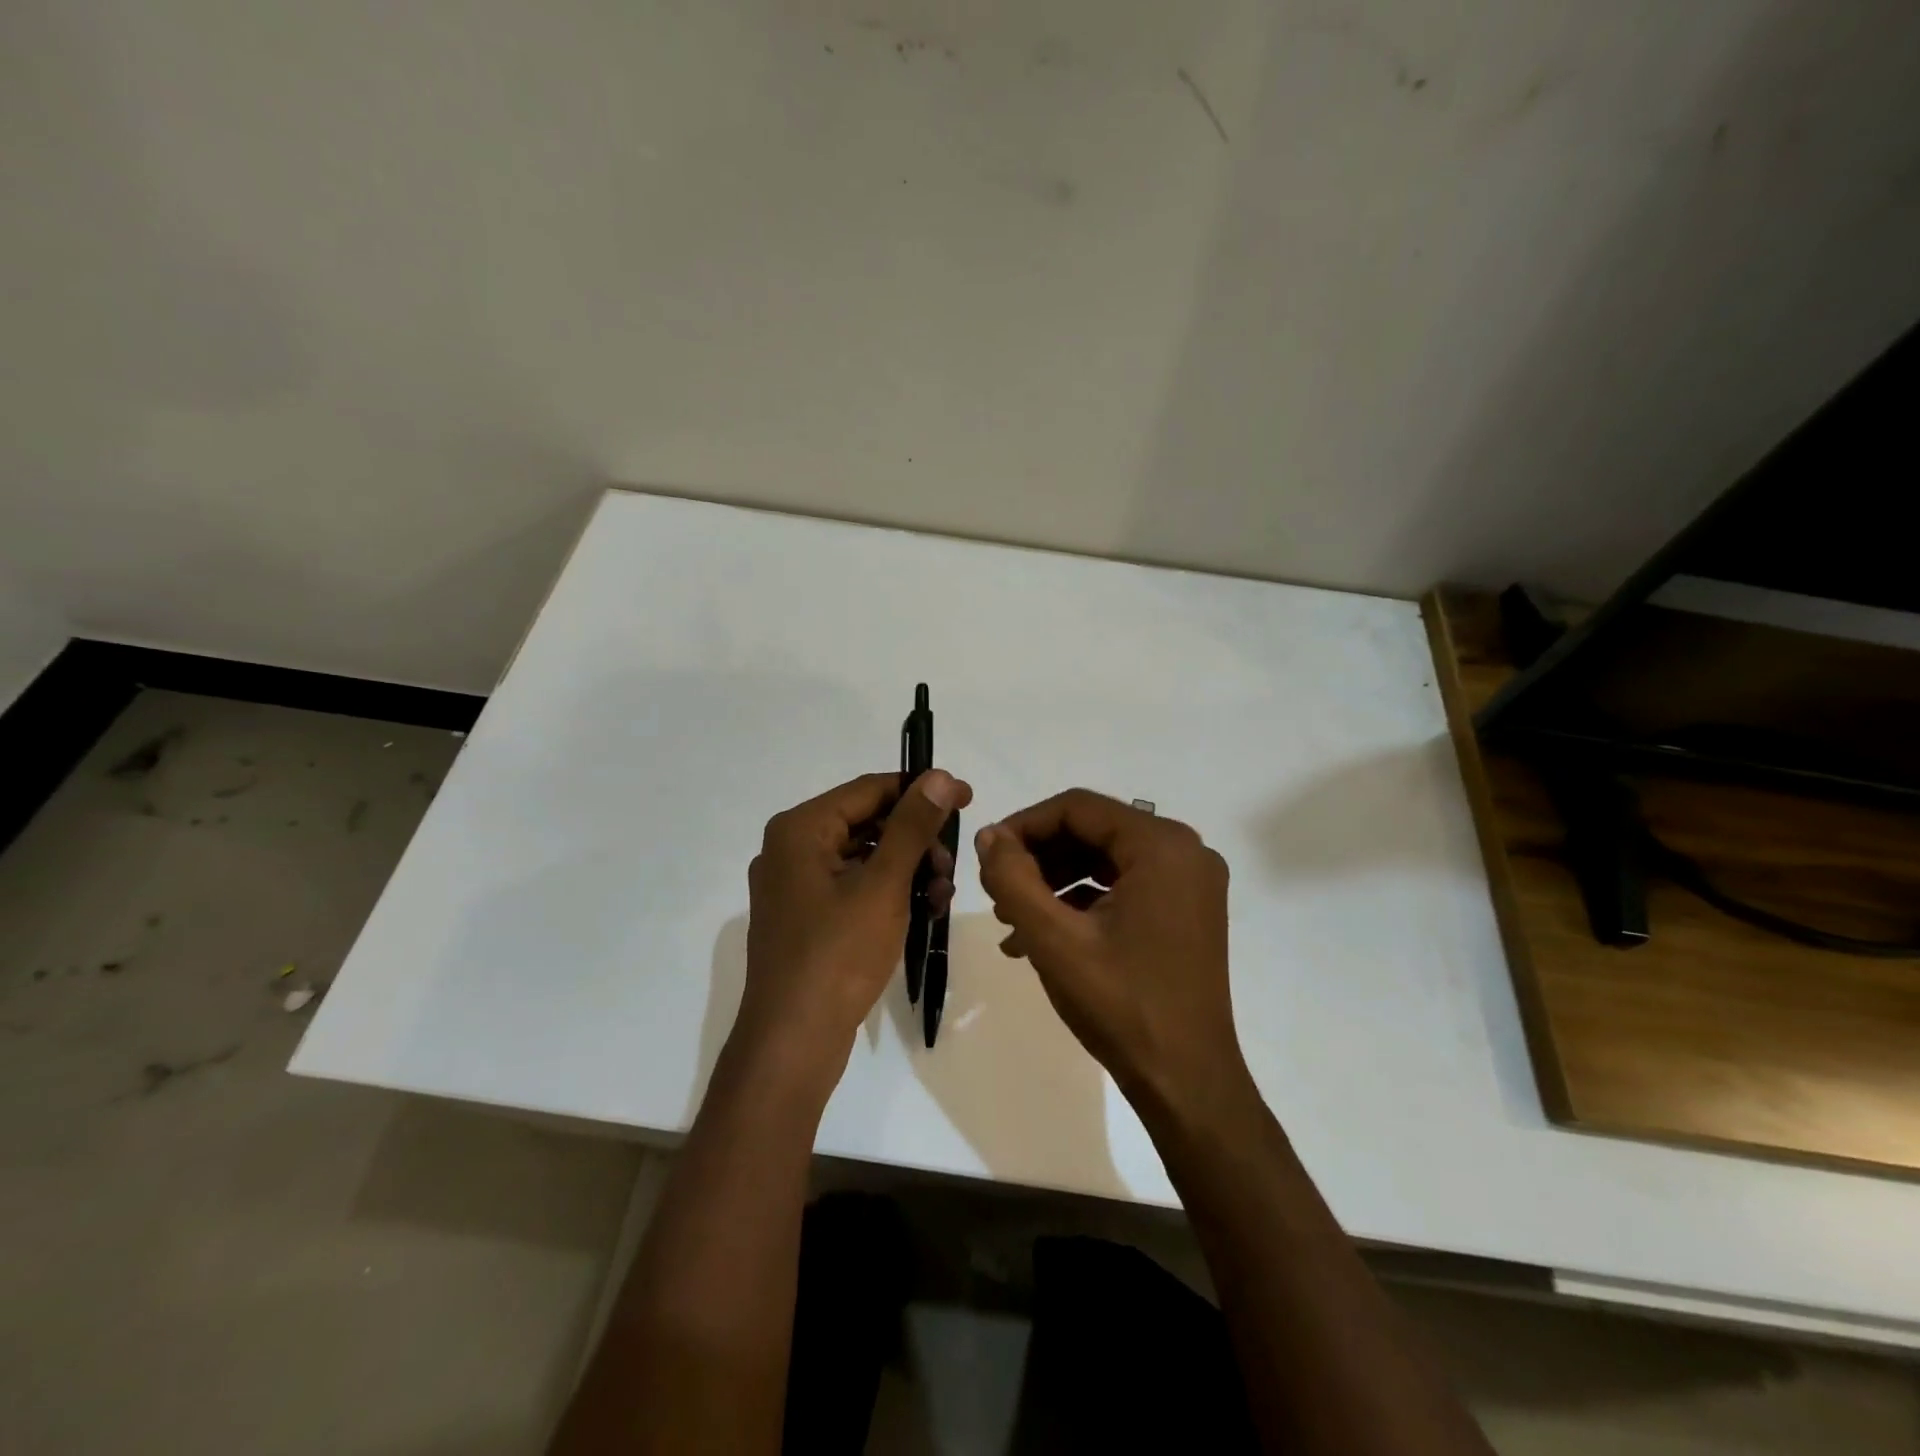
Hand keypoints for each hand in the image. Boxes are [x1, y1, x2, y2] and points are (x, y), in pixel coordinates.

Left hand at [736, 770, 971, 1081]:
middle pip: (867, 823)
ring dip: (908, 870)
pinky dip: (888, 893)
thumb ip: (913, 826)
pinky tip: (922, 912)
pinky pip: (854, 887)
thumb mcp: (883, 885)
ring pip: (864, 858)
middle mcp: (790, 848)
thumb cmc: (838, 955)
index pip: (869, 790)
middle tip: (951, 866)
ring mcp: (795, 886)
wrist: (793, 1042)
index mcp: (799, 829)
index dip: (921, 790)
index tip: (968, 798)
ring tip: (940, 897)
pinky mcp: (805, 917)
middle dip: (917, 841)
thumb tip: (941, 776)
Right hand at [974, 790, 1247, 1118]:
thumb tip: (988, 836)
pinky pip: (1123, 885)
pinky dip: (1082, 900)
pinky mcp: (1185, 910)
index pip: (1077, 808)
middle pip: (1092, 830)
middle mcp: (1184, 851)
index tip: (987, 856)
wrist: (1186, 1083)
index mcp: (1162, 846)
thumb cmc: (1121, 1006)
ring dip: (1055, 881)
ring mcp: (1190, 882)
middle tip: (997, 891)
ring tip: (1012, 919)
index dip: (1024, 825)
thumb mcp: (1053, 940)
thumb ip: (1012, 878)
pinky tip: (1042, 935)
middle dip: (1038, 857)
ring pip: (1104, 858)